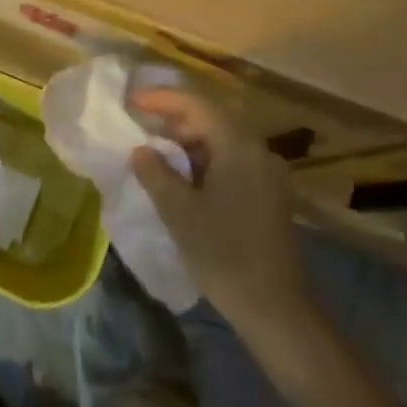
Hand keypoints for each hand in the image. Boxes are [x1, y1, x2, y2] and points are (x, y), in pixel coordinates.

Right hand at [129, 89, 313, 339]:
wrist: (275, 307)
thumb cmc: (223, 254)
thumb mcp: (179, 212)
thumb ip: (156, 174)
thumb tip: (142, 150)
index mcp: (238, 146)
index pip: (197, 105)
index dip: (162, 99)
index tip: (132, 101)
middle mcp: (258, 150)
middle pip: (212, 120)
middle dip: (173, 120)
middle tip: (139, 126)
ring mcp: (268, 174)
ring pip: (222, 143)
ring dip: (188, 143)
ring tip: (155, 152)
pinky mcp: (270, 195)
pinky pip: (233, 163)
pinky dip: (205, 162)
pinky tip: (184, 178)